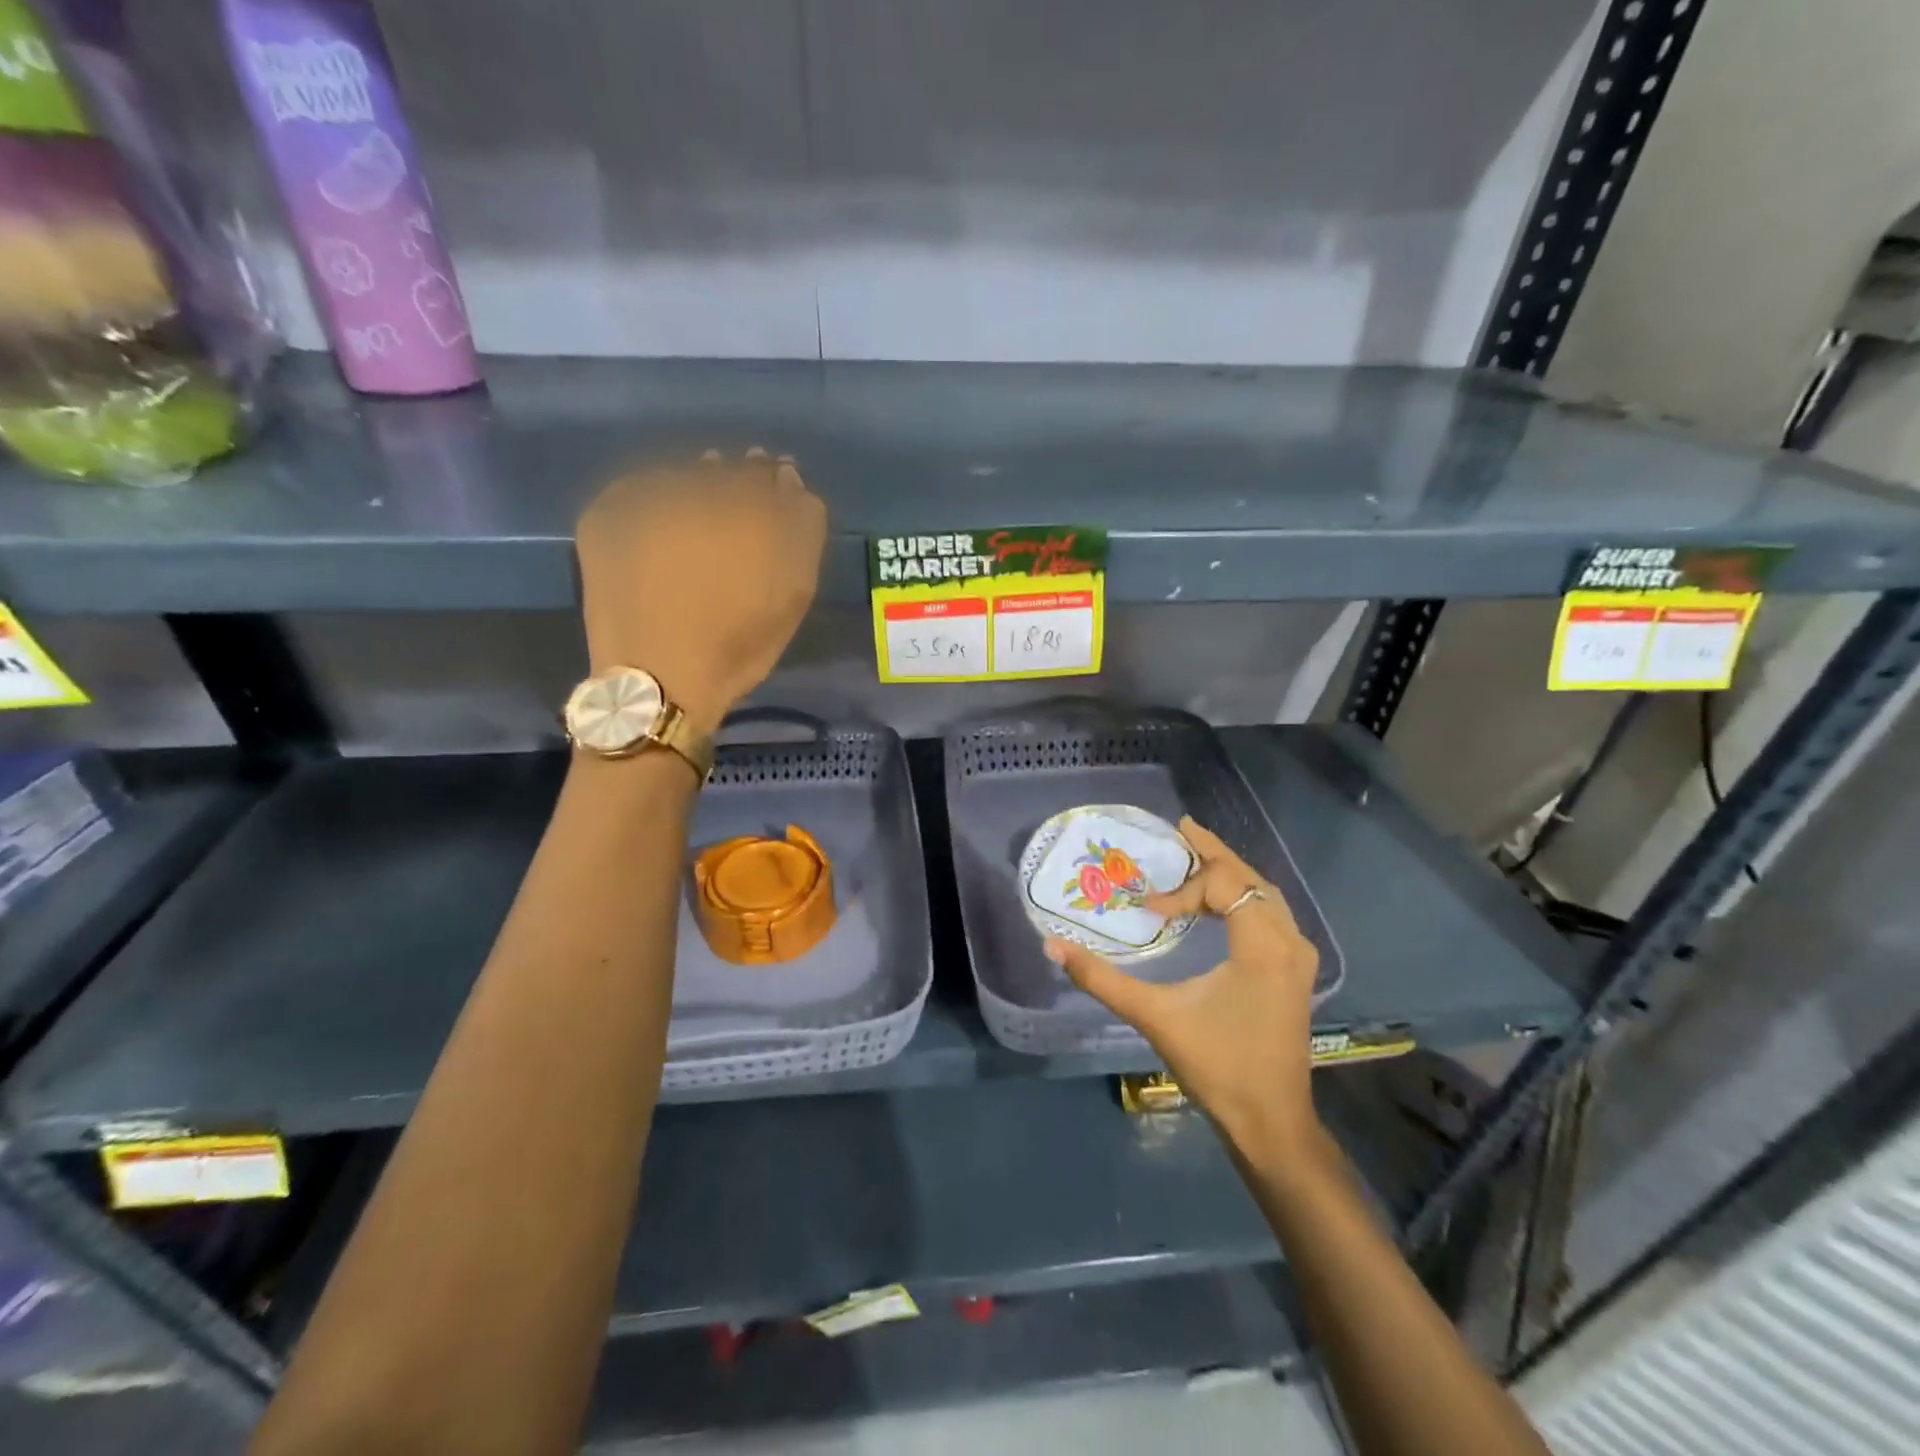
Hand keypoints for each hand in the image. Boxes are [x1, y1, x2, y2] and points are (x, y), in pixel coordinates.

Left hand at [576, 450, 825, 732]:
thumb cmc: (738, 643)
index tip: (775, 498)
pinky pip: (638, 488)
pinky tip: (662, 527)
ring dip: (695, 487)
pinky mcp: (605, 513)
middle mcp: (693, 488)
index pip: (769, 473)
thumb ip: (802, 527)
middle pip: (725, 468)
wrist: (658, 679)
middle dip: (736, 482)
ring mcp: (644, 497)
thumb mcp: (794, 592)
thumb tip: (787, 479)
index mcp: (748, 506)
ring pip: (681, 474)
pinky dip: (654, 499)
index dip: (775, 483)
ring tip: (699, 520)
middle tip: (735, 511)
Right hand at [1045, 817, 1321, 1161]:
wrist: (1272, 1123)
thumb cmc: (1217, 1066)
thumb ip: (1102, 978)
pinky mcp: (1296, 971)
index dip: (1181, 890)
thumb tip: (1053, 947)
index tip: (1149, 910)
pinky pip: (1270, 913)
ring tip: (1196, 857)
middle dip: (1213, 854)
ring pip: (1265, 894)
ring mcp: (1299, 956)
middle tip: (1180, 831)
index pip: (1222, 886)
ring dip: (1230, 874)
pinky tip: (1220, 902)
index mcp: (1263, 945)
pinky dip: (1244, 896)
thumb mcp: (1155, 1016)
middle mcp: (1289, 941)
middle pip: (1250, 878)